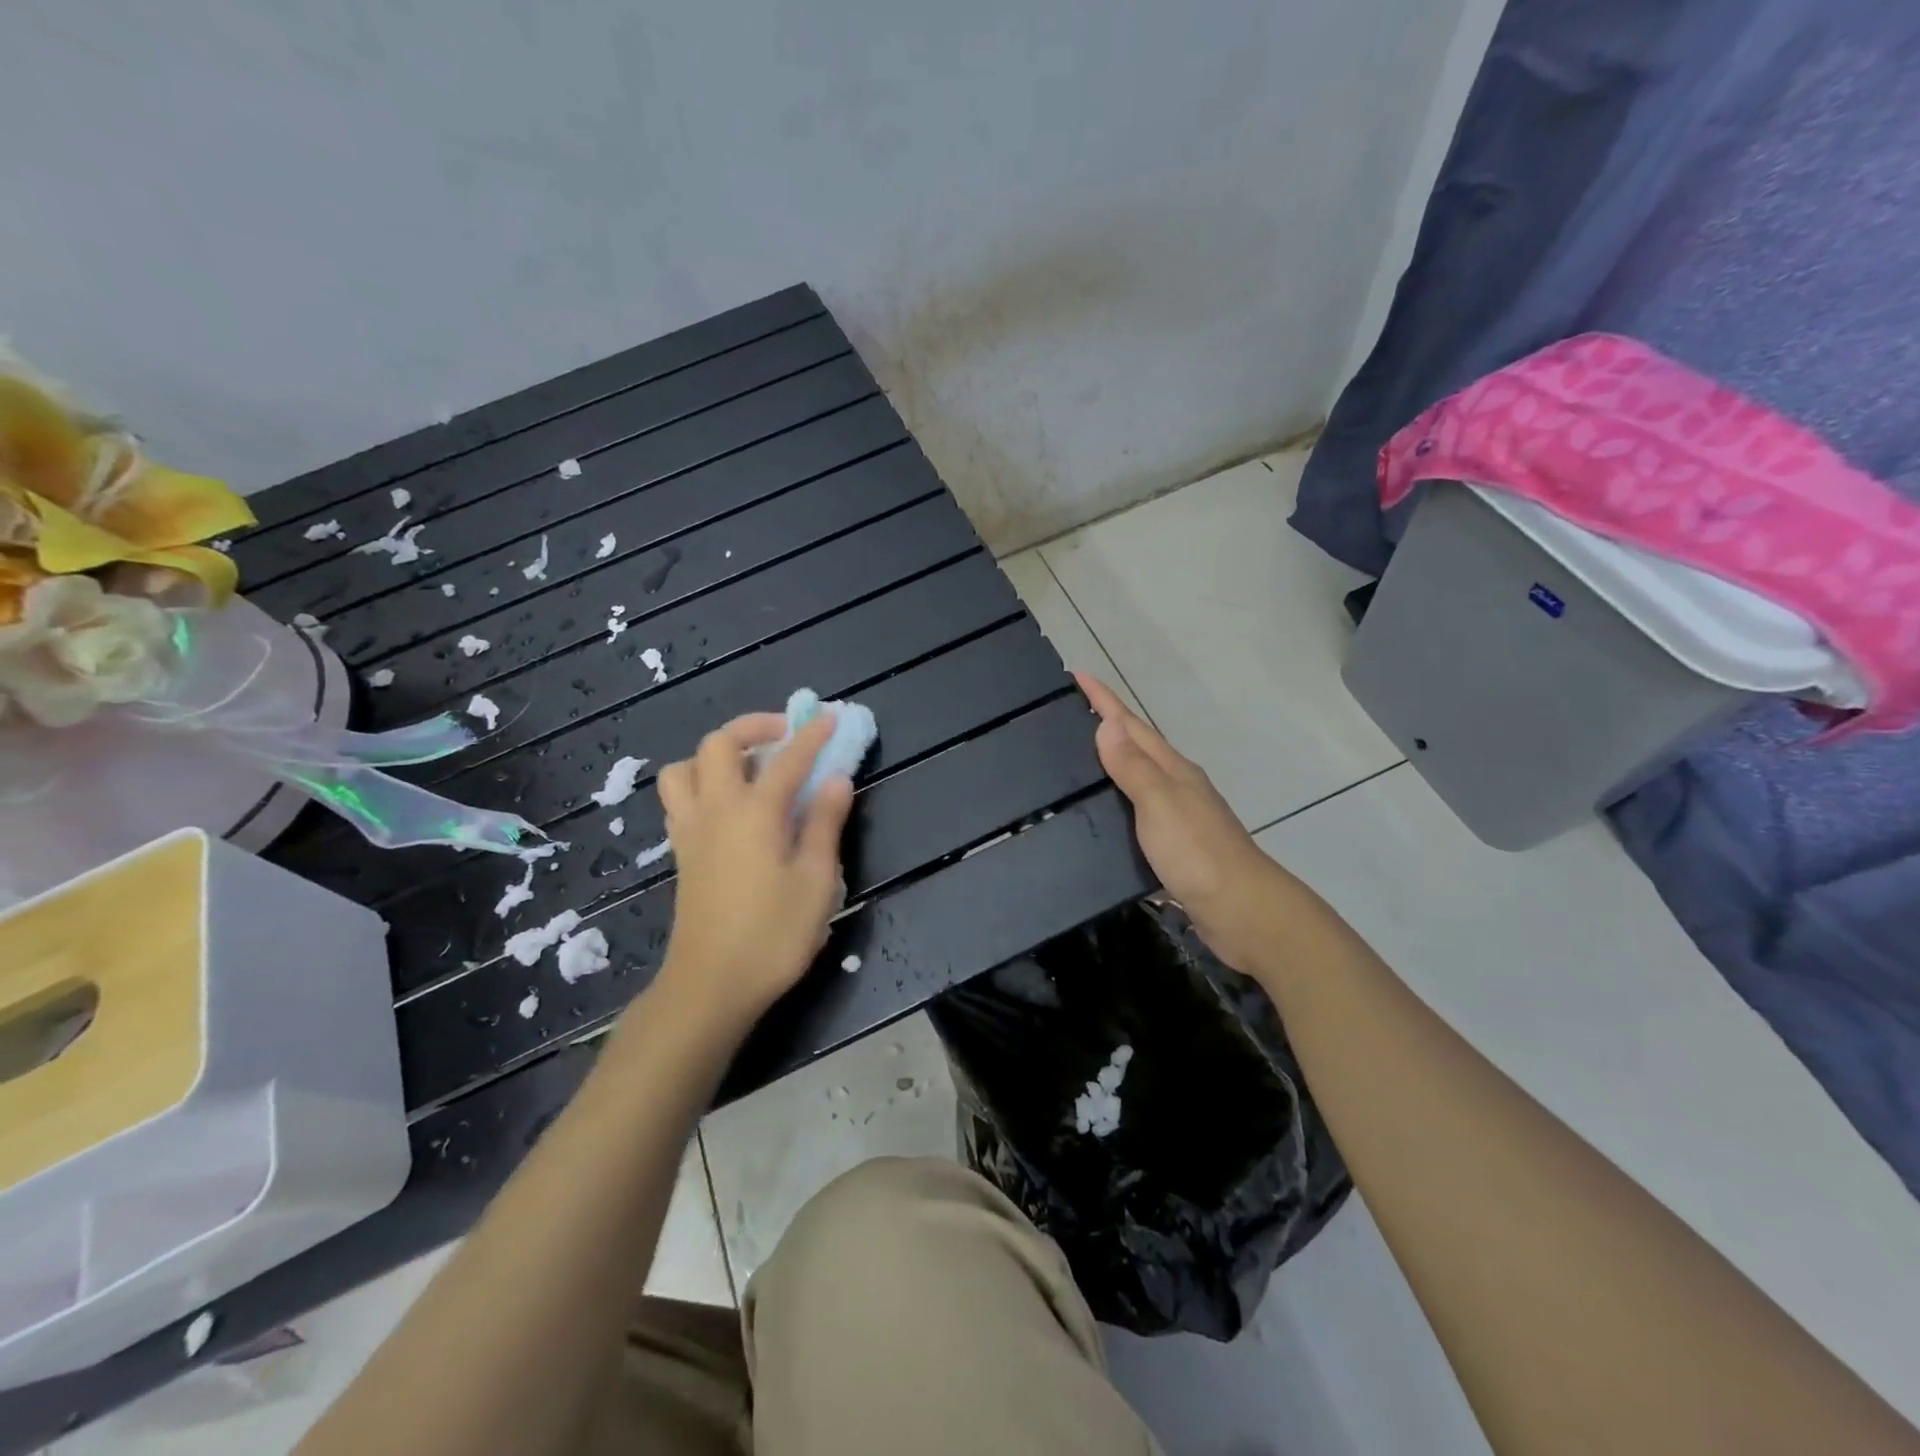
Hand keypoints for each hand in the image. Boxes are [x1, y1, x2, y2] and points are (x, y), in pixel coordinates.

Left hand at [656, 711, 854, 1026]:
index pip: (787, 759)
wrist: (711, 986)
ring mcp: (691, 831)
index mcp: (754, 813)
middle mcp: (716, 810)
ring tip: (750, 769)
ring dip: (716, 755)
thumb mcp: (817, 881)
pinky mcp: (681, 853)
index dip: (811, 735)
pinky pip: (680, 798)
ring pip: (685, 768)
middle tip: (785, 736)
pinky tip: (729, 806)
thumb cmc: (773, 935)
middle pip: (719, 744)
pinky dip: (701, 783)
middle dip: (753, 727)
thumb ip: (825, 824)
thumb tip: (836, 779)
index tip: (830, 717)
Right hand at [1078, 673, 1287, 972]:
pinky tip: (1099, 817)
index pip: (1131, 725)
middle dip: (1105, 726)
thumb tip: (1107, 723)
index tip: (1077, 674)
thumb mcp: (1160, 803)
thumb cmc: (1197, 853)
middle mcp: (1176, 787)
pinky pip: (1136, 814)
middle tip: (1066, 713)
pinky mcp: (1173, 849)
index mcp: (1172, 770)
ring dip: (1110, 764)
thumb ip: (1133, 766)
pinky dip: (1116, 804)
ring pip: (1136, 780)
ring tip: (1074, 759)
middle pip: (1136, 746)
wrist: (1242, 911)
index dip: (1105, 701)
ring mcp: (1177, 818)